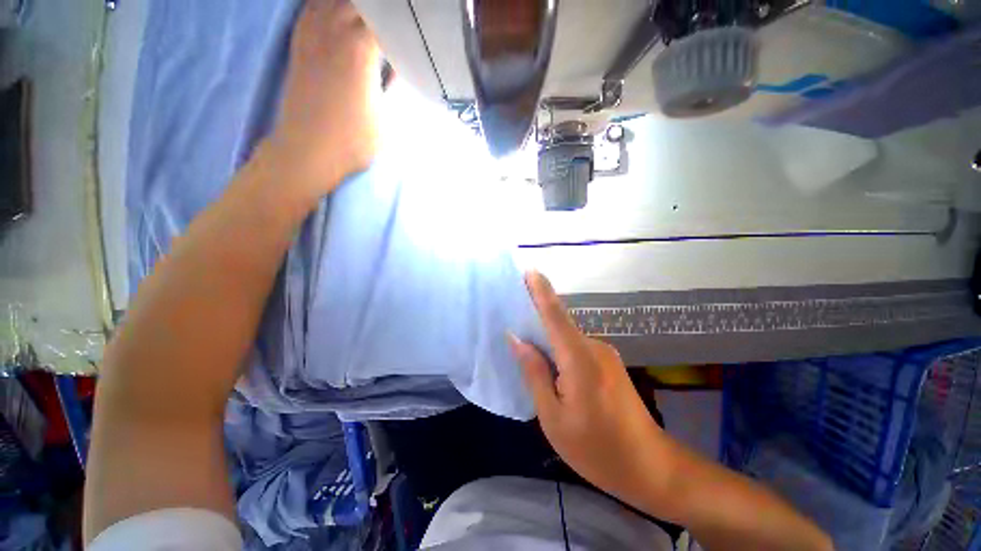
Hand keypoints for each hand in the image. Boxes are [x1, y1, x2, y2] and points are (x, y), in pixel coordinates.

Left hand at [268, 0, 380, 200]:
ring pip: (330, 2)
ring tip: (368, 14)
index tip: (410, 27)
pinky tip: (334, 11)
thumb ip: (391, 86)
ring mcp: (311, 38)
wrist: (309, 151)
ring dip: (350, 6)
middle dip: (378, 11)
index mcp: (360, 50)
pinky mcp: (298, 48)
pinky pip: (309, 12)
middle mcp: (333, 33)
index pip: (383, 19)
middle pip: (357, 4)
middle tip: (393, 21)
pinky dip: (324, 6)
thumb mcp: (385, 117)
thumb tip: (393, 66)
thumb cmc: (353, 140)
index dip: (398, 22)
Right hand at [508, 271, 667, 508]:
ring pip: (567, 337)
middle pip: (560, 324)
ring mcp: (605, 354)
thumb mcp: (554, 417)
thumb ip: (534, 373)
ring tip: (526, 346)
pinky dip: (559, 348)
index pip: (556, 315)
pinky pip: (576, 347)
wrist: (652, 468)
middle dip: (536, 317)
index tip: (530, 271)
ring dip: (547, 337)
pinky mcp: (608, 363)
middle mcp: (594, 348)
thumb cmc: (597, 449)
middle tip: (511, 317)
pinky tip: (550, 365)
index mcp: (579, 359)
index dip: (541, 291)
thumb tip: (517, 339)